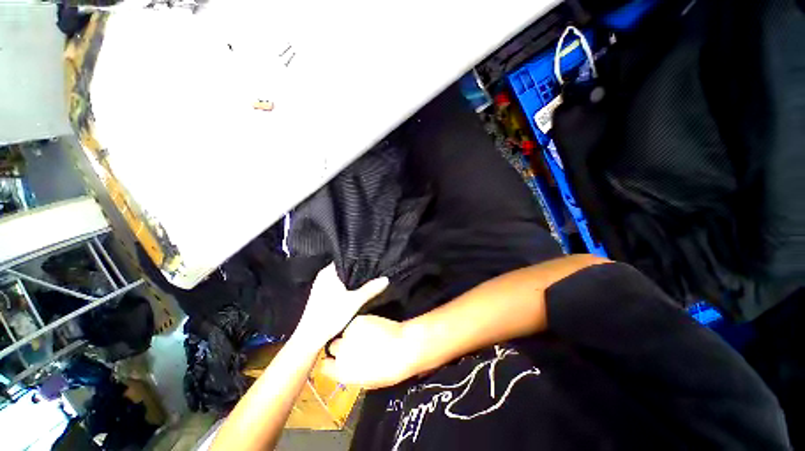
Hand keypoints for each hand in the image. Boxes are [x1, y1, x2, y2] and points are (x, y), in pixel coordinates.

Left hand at [293, 264, 387, 346]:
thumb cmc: (331, 316)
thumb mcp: (354, 302)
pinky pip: (337, 283)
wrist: (310, 338)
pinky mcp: (321, 293)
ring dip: (352, 278)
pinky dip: (346, 284)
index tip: (372, 259)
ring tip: (368, 277)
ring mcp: (321, 284)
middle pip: (344, 267)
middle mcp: (323, 275)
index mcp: (328, 272)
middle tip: (373, 269)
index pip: (346, 257)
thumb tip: (386, 279)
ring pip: (341, 276)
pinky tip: (355, 289)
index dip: (359, 258)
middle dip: (358, 269)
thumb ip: (370, 289)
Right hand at [320, 315, 424, 388]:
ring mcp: (349, 334)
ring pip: (345, 333)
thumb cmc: (389, 371)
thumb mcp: (367, 381)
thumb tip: (347, 366)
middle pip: (334, 347)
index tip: (339, 360)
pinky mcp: (358, 320)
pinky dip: (361, 325)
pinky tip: (372, 327)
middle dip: (342, 346)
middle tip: (355, 345)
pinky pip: (355, 323)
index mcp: (341, 372)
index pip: (325, 366)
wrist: (402, 348)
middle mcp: (341, 353)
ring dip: (352, 334)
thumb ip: (351, 373)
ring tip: (366, 335)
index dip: (332, 362)